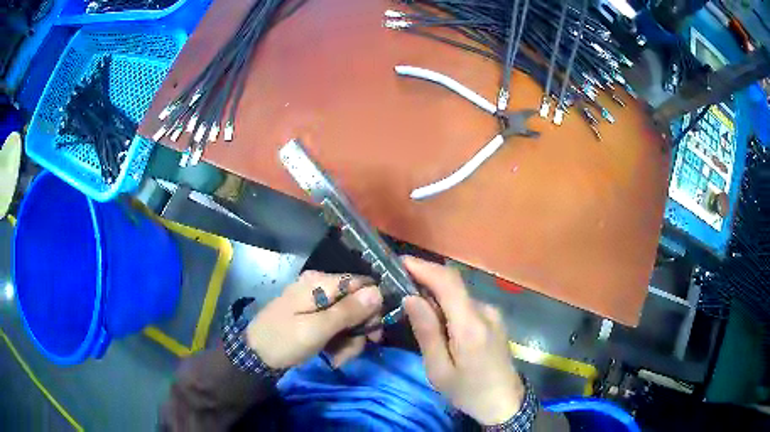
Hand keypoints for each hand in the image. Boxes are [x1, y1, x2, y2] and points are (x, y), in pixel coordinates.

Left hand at [246, 271, 382, 368]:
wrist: (254, 355)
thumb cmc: (284, 341)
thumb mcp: (317, 329)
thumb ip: (348, 311)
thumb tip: (379, 291)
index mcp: (321, 283)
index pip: (362, 285)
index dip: (372, 308)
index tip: (373, 333)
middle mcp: (321, 287)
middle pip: (357, 304)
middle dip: (359, 330)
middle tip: (351, 352)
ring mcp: (316, 302)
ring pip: (349, 319)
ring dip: (349, 341)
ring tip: (337, 359)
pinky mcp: (314, 316)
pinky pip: (336, 326)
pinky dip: (338, 342)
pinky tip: (332, 357)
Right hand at [403, 257, 524, 425]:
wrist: (505, 402)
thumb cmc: (468, 391)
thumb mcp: (439, 370)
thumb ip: (427, 332)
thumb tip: (411, 298)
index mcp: (471, 325)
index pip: (448, 282)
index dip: (424, 267)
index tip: (400, 263)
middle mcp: (485, 311)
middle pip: (453, 285)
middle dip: (426, 279)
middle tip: (398, 284)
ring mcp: (493, 314)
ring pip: (459, 294)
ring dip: (436, 293)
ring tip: (413, 303)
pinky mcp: (494, 319)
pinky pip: (466, 304)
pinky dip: (448, 304)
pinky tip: (436, 318)